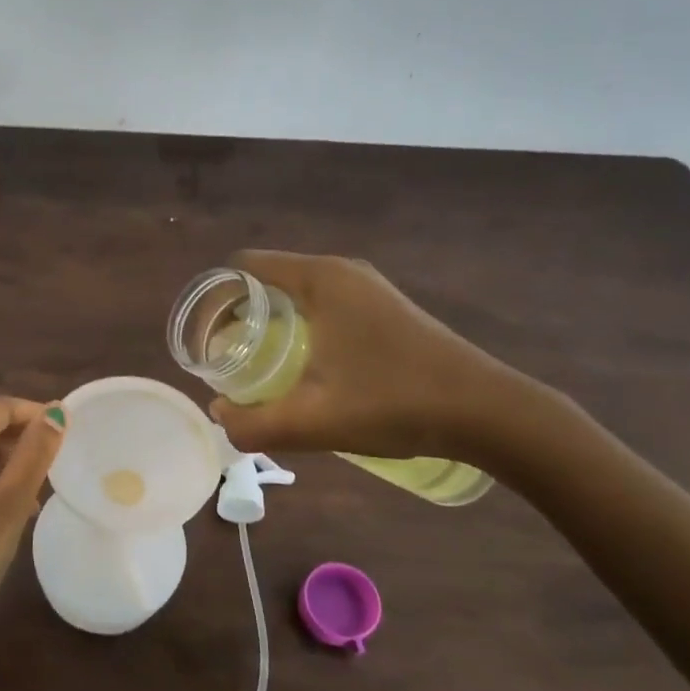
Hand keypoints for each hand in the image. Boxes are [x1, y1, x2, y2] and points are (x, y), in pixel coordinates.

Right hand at [209, 250, 534, 465]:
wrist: (486, 411)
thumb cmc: (394, 403)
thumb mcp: (313, 421)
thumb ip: (254, 424)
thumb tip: (219, 416)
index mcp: (320, 279)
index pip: (245, 266)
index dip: (216, 299)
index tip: (204, 339)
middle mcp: (342, 271)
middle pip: (268, 280)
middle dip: (239, 315)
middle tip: (225, 360)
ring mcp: (368, 288)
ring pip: (298, 294)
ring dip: (270, 324)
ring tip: (256, 367)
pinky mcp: (384, 308)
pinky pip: (323, 306)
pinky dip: (299, 328)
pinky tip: (303, 369)